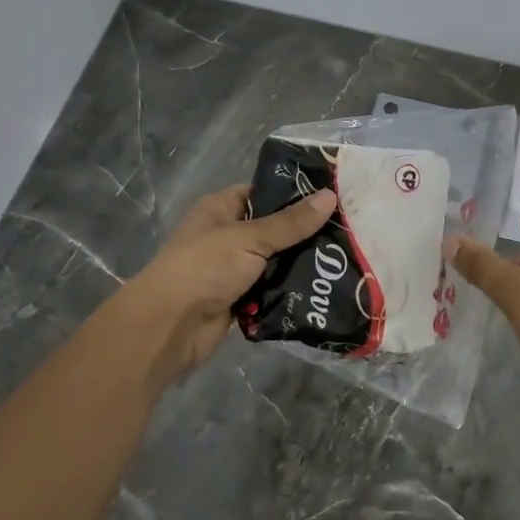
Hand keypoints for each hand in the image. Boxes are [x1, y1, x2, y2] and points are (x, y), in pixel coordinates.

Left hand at [116, 183, 336, 388]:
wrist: (170, 326)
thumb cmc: (205, 267)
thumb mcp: (250, 238)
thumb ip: (291, 222)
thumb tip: (330, 196)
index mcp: (221, 208)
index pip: (264, 193)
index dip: (295, 194)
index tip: (334, 197)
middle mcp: (227, 235)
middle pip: (274, 229)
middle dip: (305, 234)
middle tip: (349, 231)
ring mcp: (233, 269)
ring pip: (276, 262)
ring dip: (301, 265)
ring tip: (345, 260)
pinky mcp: (240, 298)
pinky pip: (272, 290)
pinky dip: (291, 291)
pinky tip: (324, 288)